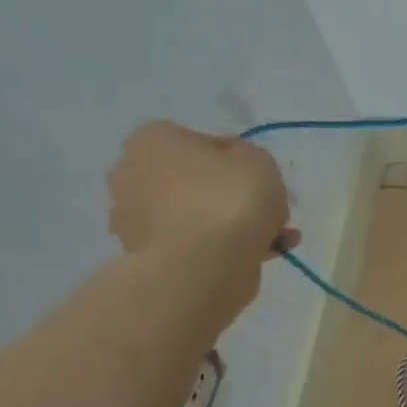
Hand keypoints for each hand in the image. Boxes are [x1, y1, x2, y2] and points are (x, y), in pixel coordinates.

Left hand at [108, 123, 296, 265]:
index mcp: (152, 139)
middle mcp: (132, 173)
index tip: (256, 178)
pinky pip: (194, 243)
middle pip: (193, 180)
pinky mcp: (147, 255)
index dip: (234, 160)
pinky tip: (262, 254)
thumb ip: (247, 156)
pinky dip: (223, 247)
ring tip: (275, 238)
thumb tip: (233, 166)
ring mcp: (134, 217)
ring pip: (194, 214)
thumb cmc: (228, 199)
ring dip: (229, 224)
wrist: (201, 266)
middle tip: (264, 209)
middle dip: (226, 194)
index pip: (198, 141)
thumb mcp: (259, 159)